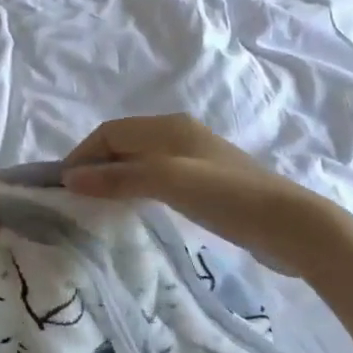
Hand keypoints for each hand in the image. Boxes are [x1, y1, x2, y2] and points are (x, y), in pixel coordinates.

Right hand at [62, 114, 352, 277]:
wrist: (290, 225)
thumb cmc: (227, 197)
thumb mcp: (167, 182)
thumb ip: (118, 178)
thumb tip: (69, 178)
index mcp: (168, 127)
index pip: (110, 132)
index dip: (82, 155)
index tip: (62, 185)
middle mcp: (178, 135)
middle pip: (123, 144)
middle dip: (95, 165)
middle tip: (74, 197)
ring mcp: (193, 159)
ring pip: (138, 161)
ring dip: (114, 177)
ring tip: (96, 205)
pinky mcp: (205, 183)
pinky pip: (155, 177)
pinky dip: (135, 188)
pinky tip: (133, 208)